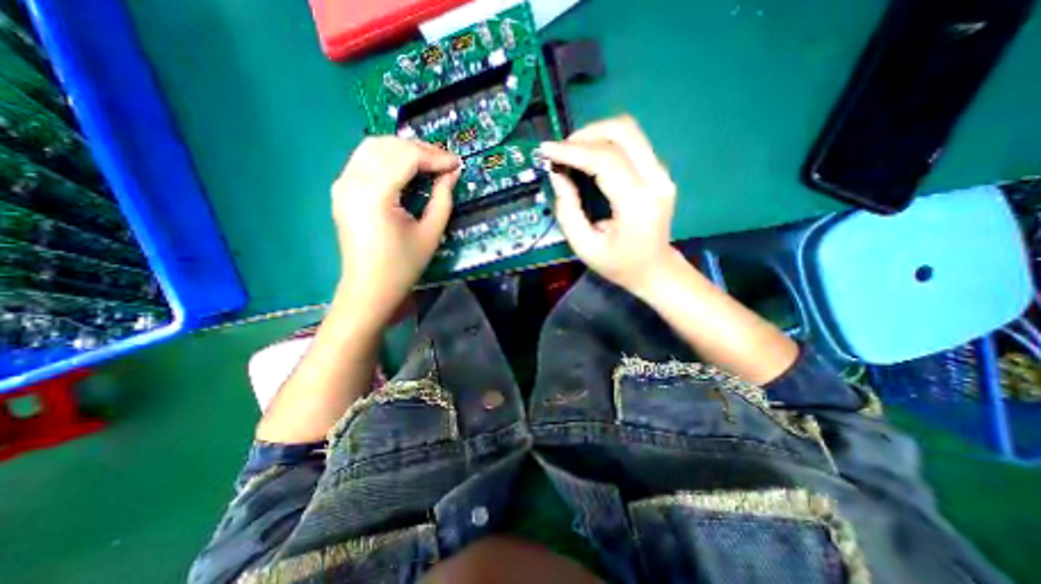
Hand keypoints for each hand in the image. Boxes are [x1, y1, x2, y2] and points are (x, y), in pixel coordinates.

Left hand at [328, 136, 458, 328]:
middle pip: (388, 145)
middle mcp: (352, 181)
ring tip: (428, 162)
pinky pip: (364, 160)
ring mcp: (342, 184)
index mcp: (374, 194)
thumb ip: (443, 199)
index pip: (406, 157)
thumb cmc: (403, 266)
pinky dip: (387, 157)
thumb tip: (451, 173)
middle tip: (445, 162)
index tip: (457, 163)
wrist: (369, 289)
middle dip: (420, 149)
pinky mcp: (341, 190)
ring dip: (403, 149)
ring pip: (373, 147)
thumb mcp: (430, 233)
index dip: (435, 156)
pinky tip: (405, 168)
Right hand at [541, 113, 679, 296]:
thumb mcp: (584, 246)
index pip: (605, 161)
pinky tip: (588, 157)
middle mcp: (656, 182)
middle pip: (623, 132)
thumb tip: (556, 174)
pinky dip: (605, 142)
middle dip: (585, 134)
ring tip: (571, 152)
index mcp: (637, 205)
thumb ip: (567, 211)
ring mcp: (662, 174)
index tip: (545, 149)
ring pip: (629, 131)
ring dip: (595, 134)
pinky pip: (632, 143)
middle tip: (560, 151)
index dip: (572, 151)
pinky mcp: (660, 171)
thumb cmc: (618, 265)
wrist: (654, 269)